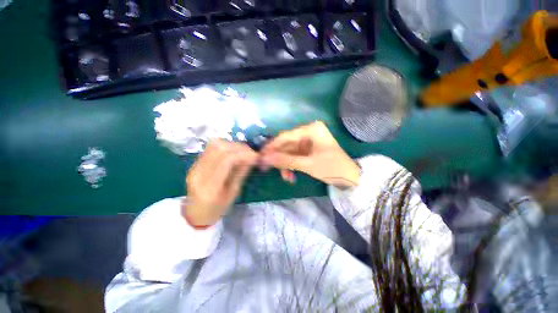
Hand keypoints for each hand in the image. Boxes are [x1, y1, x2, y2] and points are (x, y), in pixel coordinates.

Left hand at [184, 139, 257, 226]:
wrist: (195, 212)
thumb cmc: (218, 208)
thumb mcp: (234, 193)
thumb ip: (242, 172)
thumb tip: (252, 157)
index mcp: (210, 187)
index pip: (226, 160)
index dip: (243, 154)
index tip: (255, 156)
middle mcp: (199, 174)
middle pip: (219, 149)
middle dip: (239, 147)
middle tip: (251, 152)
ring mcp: (194, 166)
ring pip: (214, 145)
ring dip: (232, 145)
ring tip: (242, 151)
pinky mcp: (194, 163)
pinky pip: (210, 148)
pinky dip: (225, 146)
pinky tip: (233, 152)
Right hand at [261, 121, 360, 187]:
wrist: (350, 177)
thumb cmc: (331, 168)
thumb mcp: (307, 164)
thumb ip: (285, 160)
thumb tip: (265, 158)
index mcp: (311, 130)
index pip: (286, 136)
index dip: (272, 146)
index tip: (261, 155)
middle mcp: (309, 133)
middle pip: (287, 145)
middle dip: (279, 158)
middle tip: (267, 168)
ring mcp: (309, 142)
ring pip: (290, 152)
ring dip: (286, 165)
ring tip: (286, 177)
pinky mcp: (309, 150)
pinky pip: (296, 156)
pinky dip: (292, 165)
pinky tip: (291, 176)